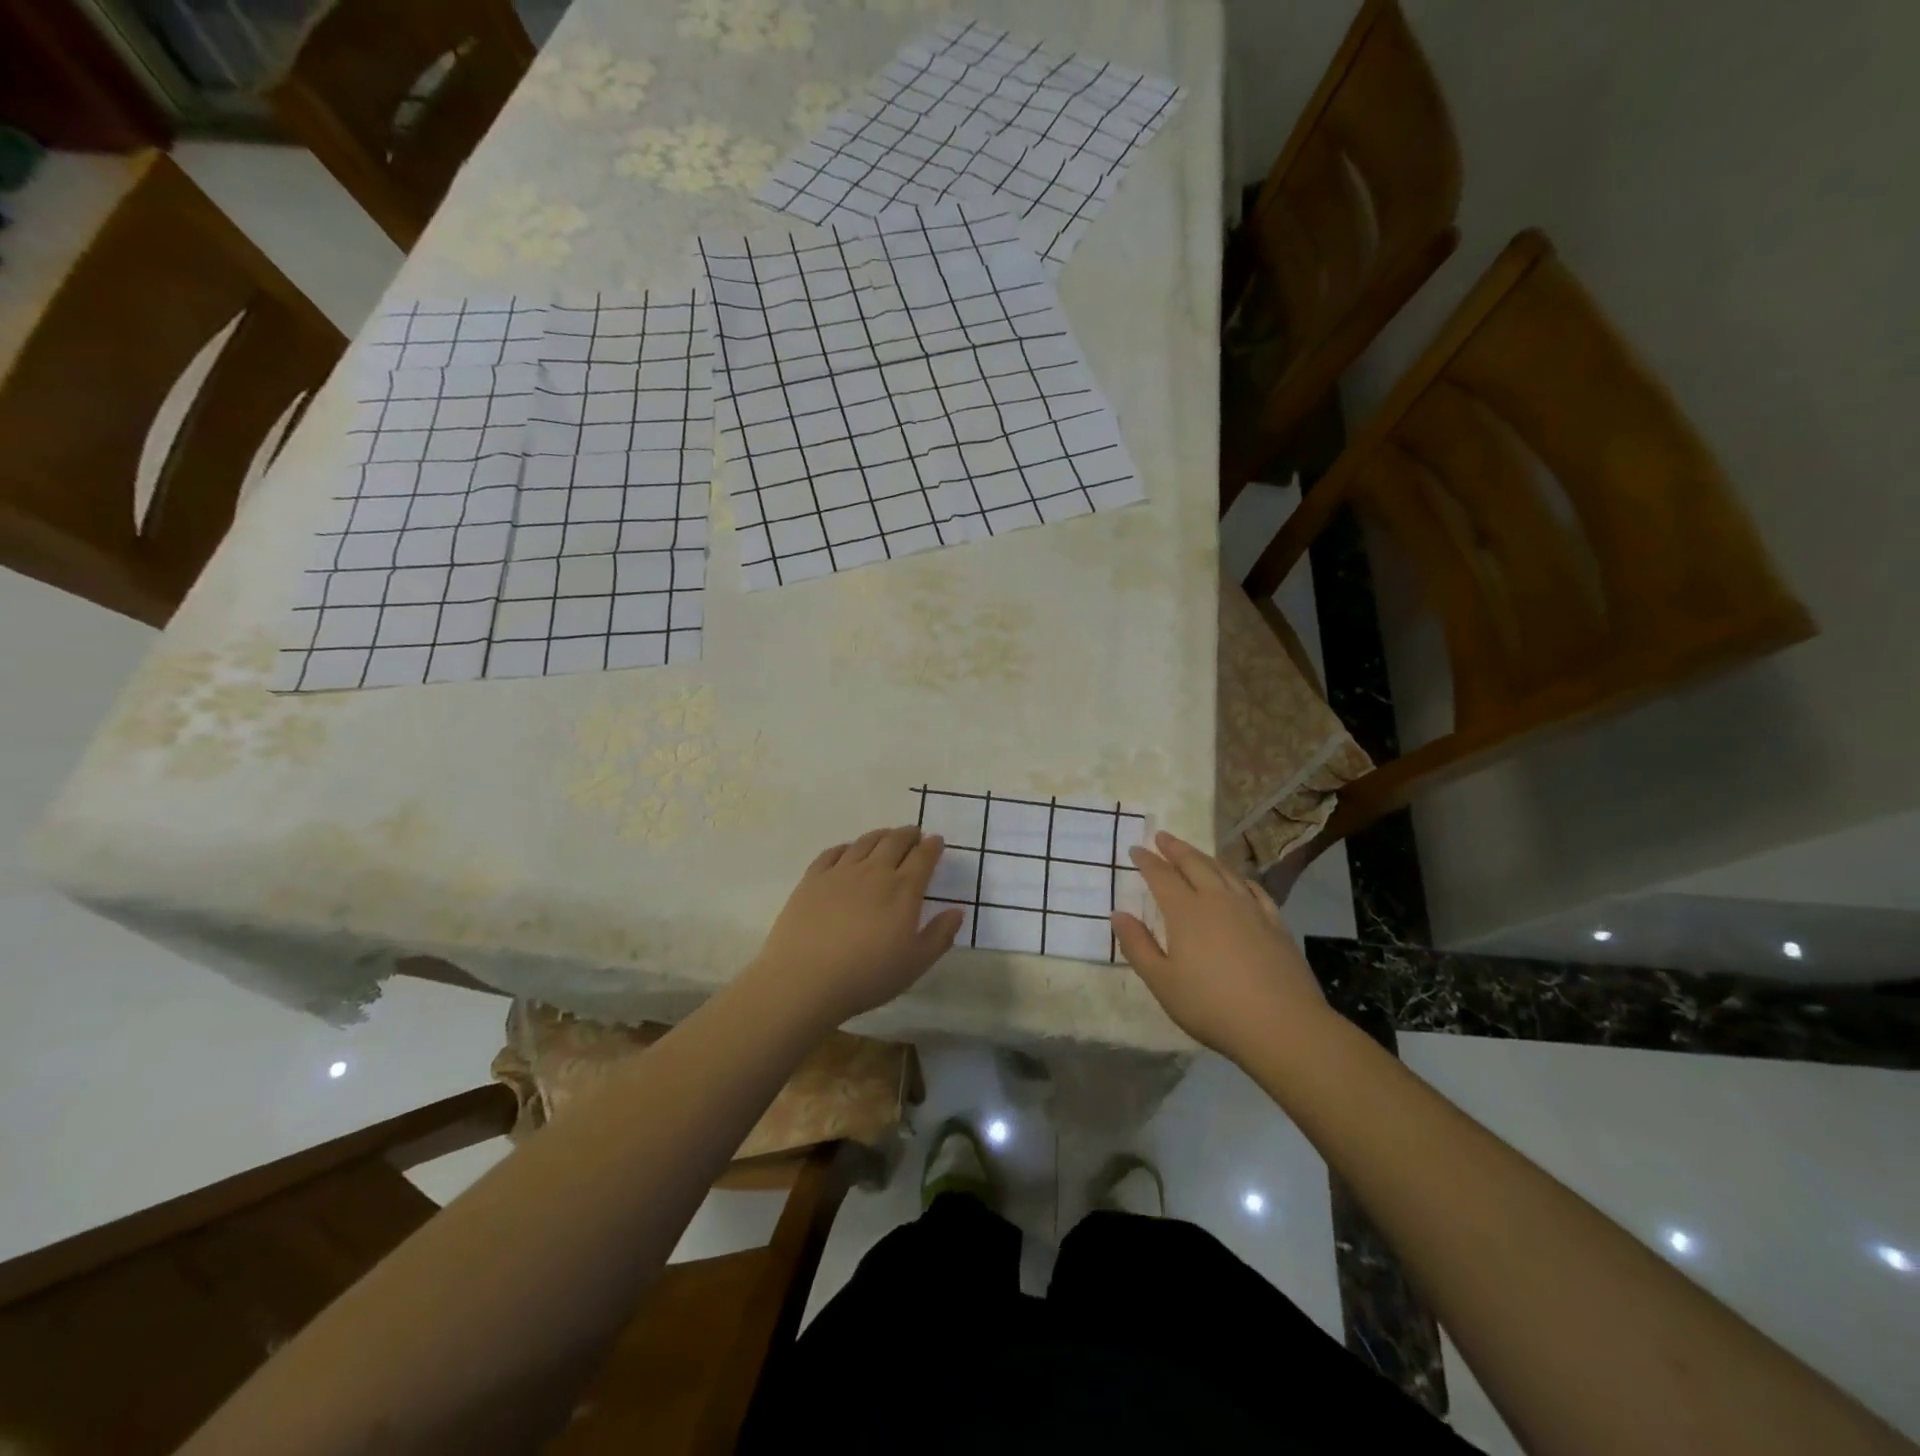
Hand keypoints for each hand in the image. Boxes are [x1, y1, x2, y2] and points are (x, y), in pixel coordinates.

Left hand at [744, 826, 964, 1032]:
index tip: (937, 841)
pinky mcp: (812, 879)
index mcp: (903, 890)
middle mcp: (874, 872)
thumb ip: (940, 935)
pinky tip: (848, 851)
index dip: (932, 846)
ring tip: (886, 836)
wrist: (804, 980)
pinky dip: (847, 847)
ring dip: (881, 835)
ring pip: (865, 842)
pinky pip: (833, 852)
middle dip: (909, 834)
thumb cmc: (867, 976)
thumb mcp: (915, 964)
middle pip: (895, 841)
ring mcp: (840, 872)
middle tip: (915, 834)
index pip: (923, 857)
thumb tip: (957, 911)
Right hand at [1111, 831, 1330, 1059]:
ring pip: (1224, 871)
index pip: (1161, 876)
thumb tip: (1118, 915)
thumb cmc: (1211, 1006)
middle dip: (1175, 848)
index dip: (1147, 861)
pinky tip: (1238, 881)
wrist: (1281, 1025)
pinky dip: (1239, 878)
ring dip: (1204, 857)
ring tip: (1194, 852)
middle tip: (1162, 836)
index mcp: (1185, 912)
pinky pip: (1254, 889)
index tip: (1136, 849)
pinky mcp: (1275, 923)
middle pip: (1194, 864)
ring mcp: (1250, 909)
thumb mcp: (1162, 982)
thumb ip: (1137, 946)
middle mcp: (1217, 900)